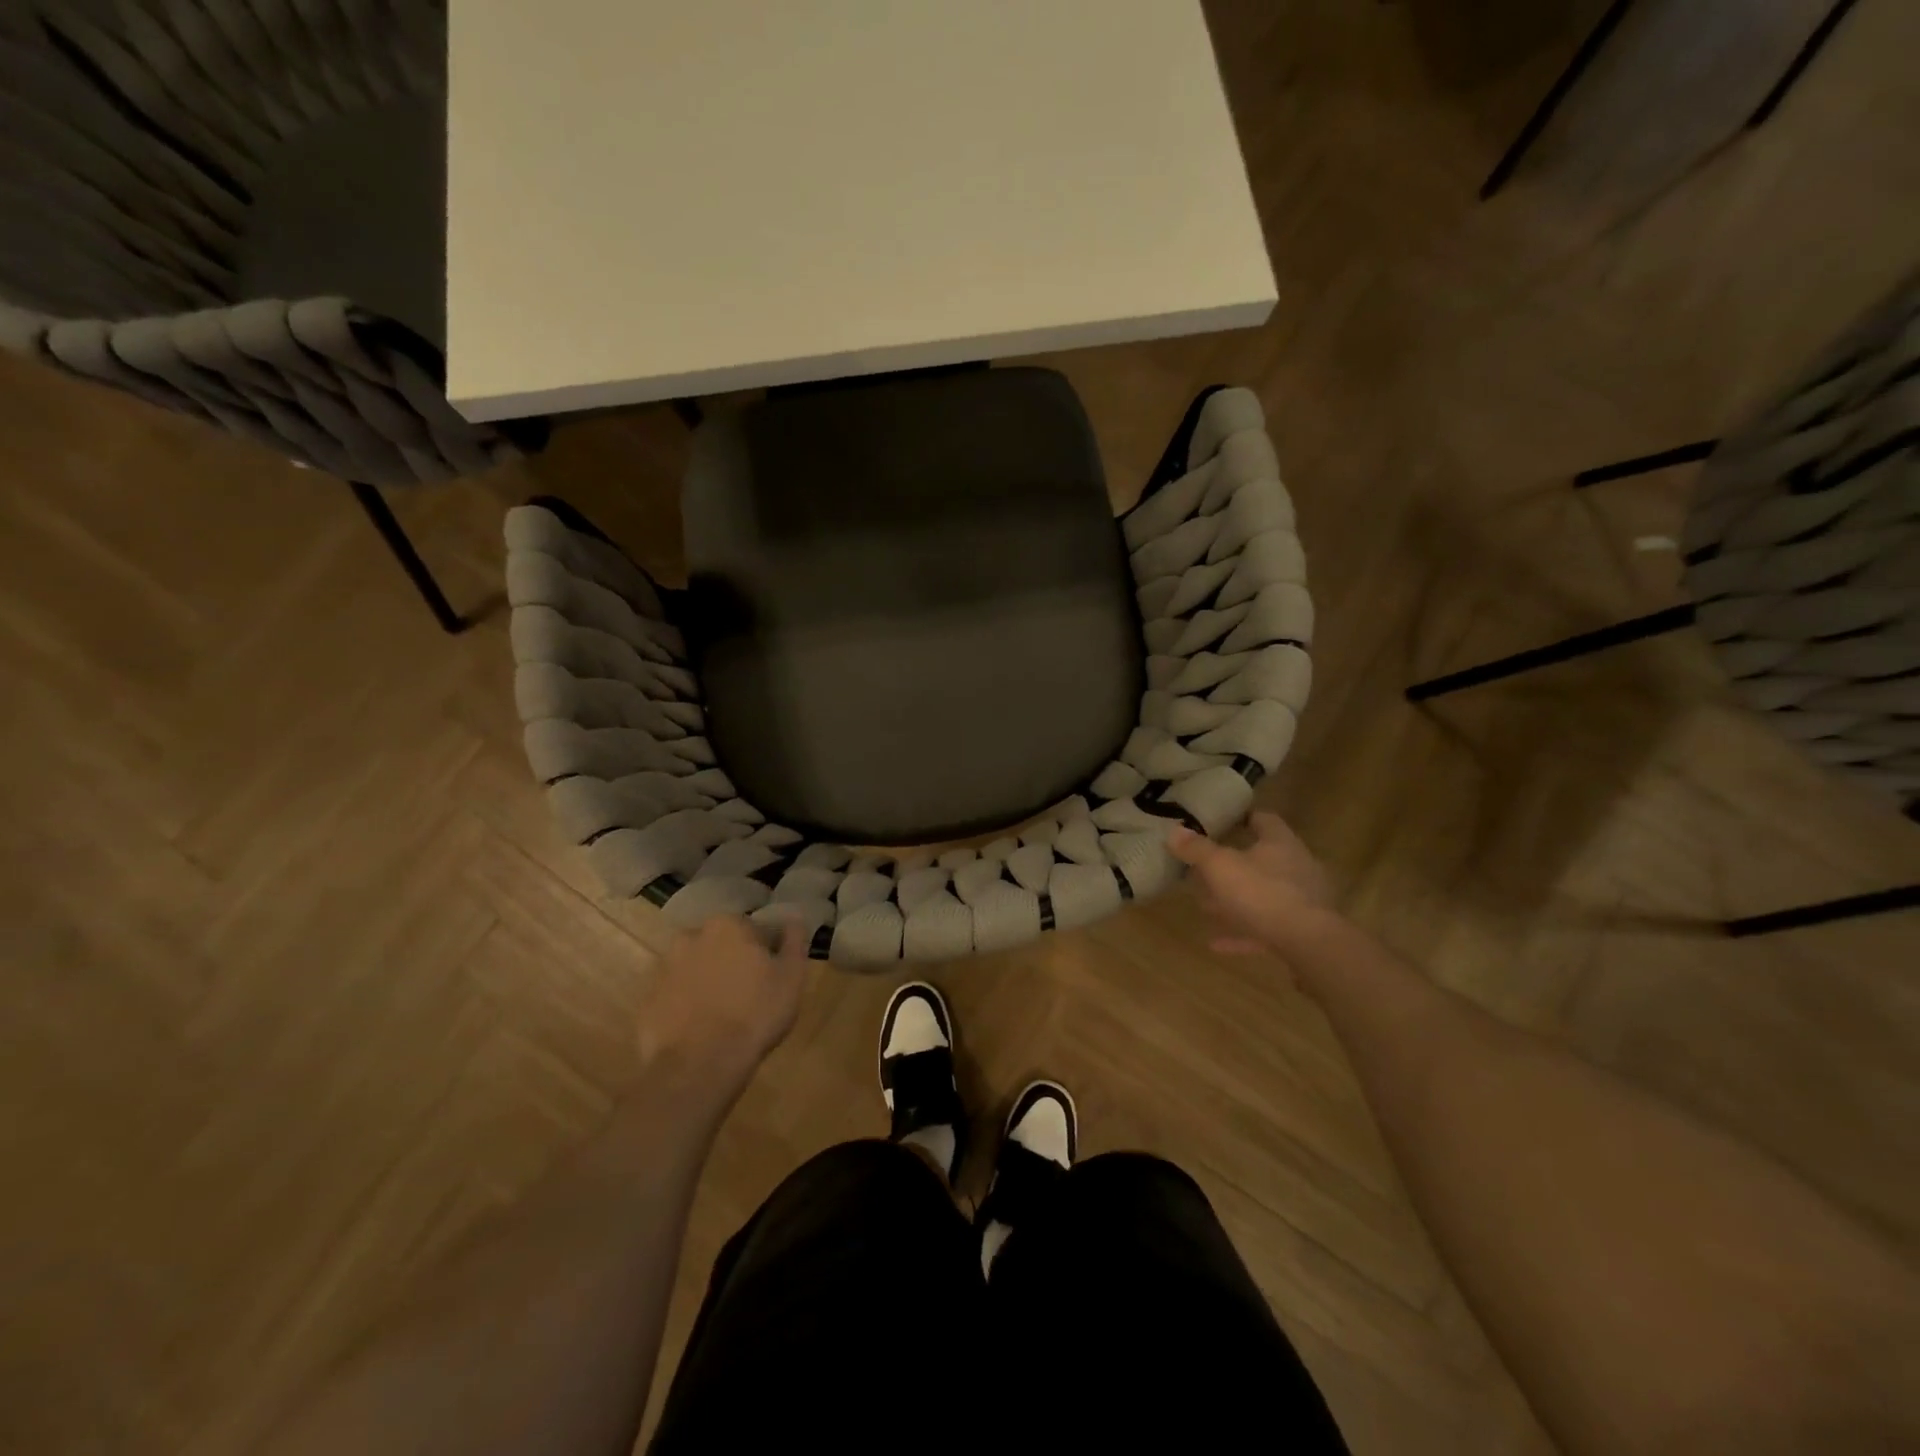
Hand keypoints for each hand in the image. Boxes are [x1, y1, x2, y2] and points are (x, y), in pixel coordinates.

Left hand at [636, 916, 808, 1092]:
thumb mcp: (792, 976)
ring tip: (723, 1015)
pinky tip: (700, 1030)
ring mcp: (663, 969)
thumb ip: (794, 940)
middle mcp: (690, 937)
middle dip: (732, 962)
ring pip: (694, 969)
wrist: (699, 1066)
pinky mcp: (647, 1001)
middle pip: (719, 945)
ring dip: (707, 982)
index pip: (752, 928)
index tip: (771, 974)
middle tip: (748, 994)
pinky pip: (674, 996)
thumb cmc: (754, 1014)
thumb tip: (793, 917)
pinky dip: (686, 1006)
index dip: (764, 951)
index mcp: (727, 925)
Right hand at [1170, 812, 1338, 956]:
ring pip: (1264, 895)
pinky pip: (1265, 928)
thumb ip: (1196, 849)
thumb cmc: (1263, 893)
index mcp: (1281, 843)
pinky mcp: (1302, 932)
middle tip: (1205, 869)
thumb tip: (1174, 831)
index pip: (1264, 820)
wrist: (1309, 944)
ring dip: (1236, 900)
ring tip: (1206, 906)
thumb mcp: (1220, 867)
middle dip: (1234, 865)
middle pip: (1263, 859)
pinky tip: (1217, 943)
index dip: (1243, 818)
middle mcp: (1297, 867)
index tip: (1223, 822)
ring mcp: (1303, 901)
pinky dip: (1242, 932)